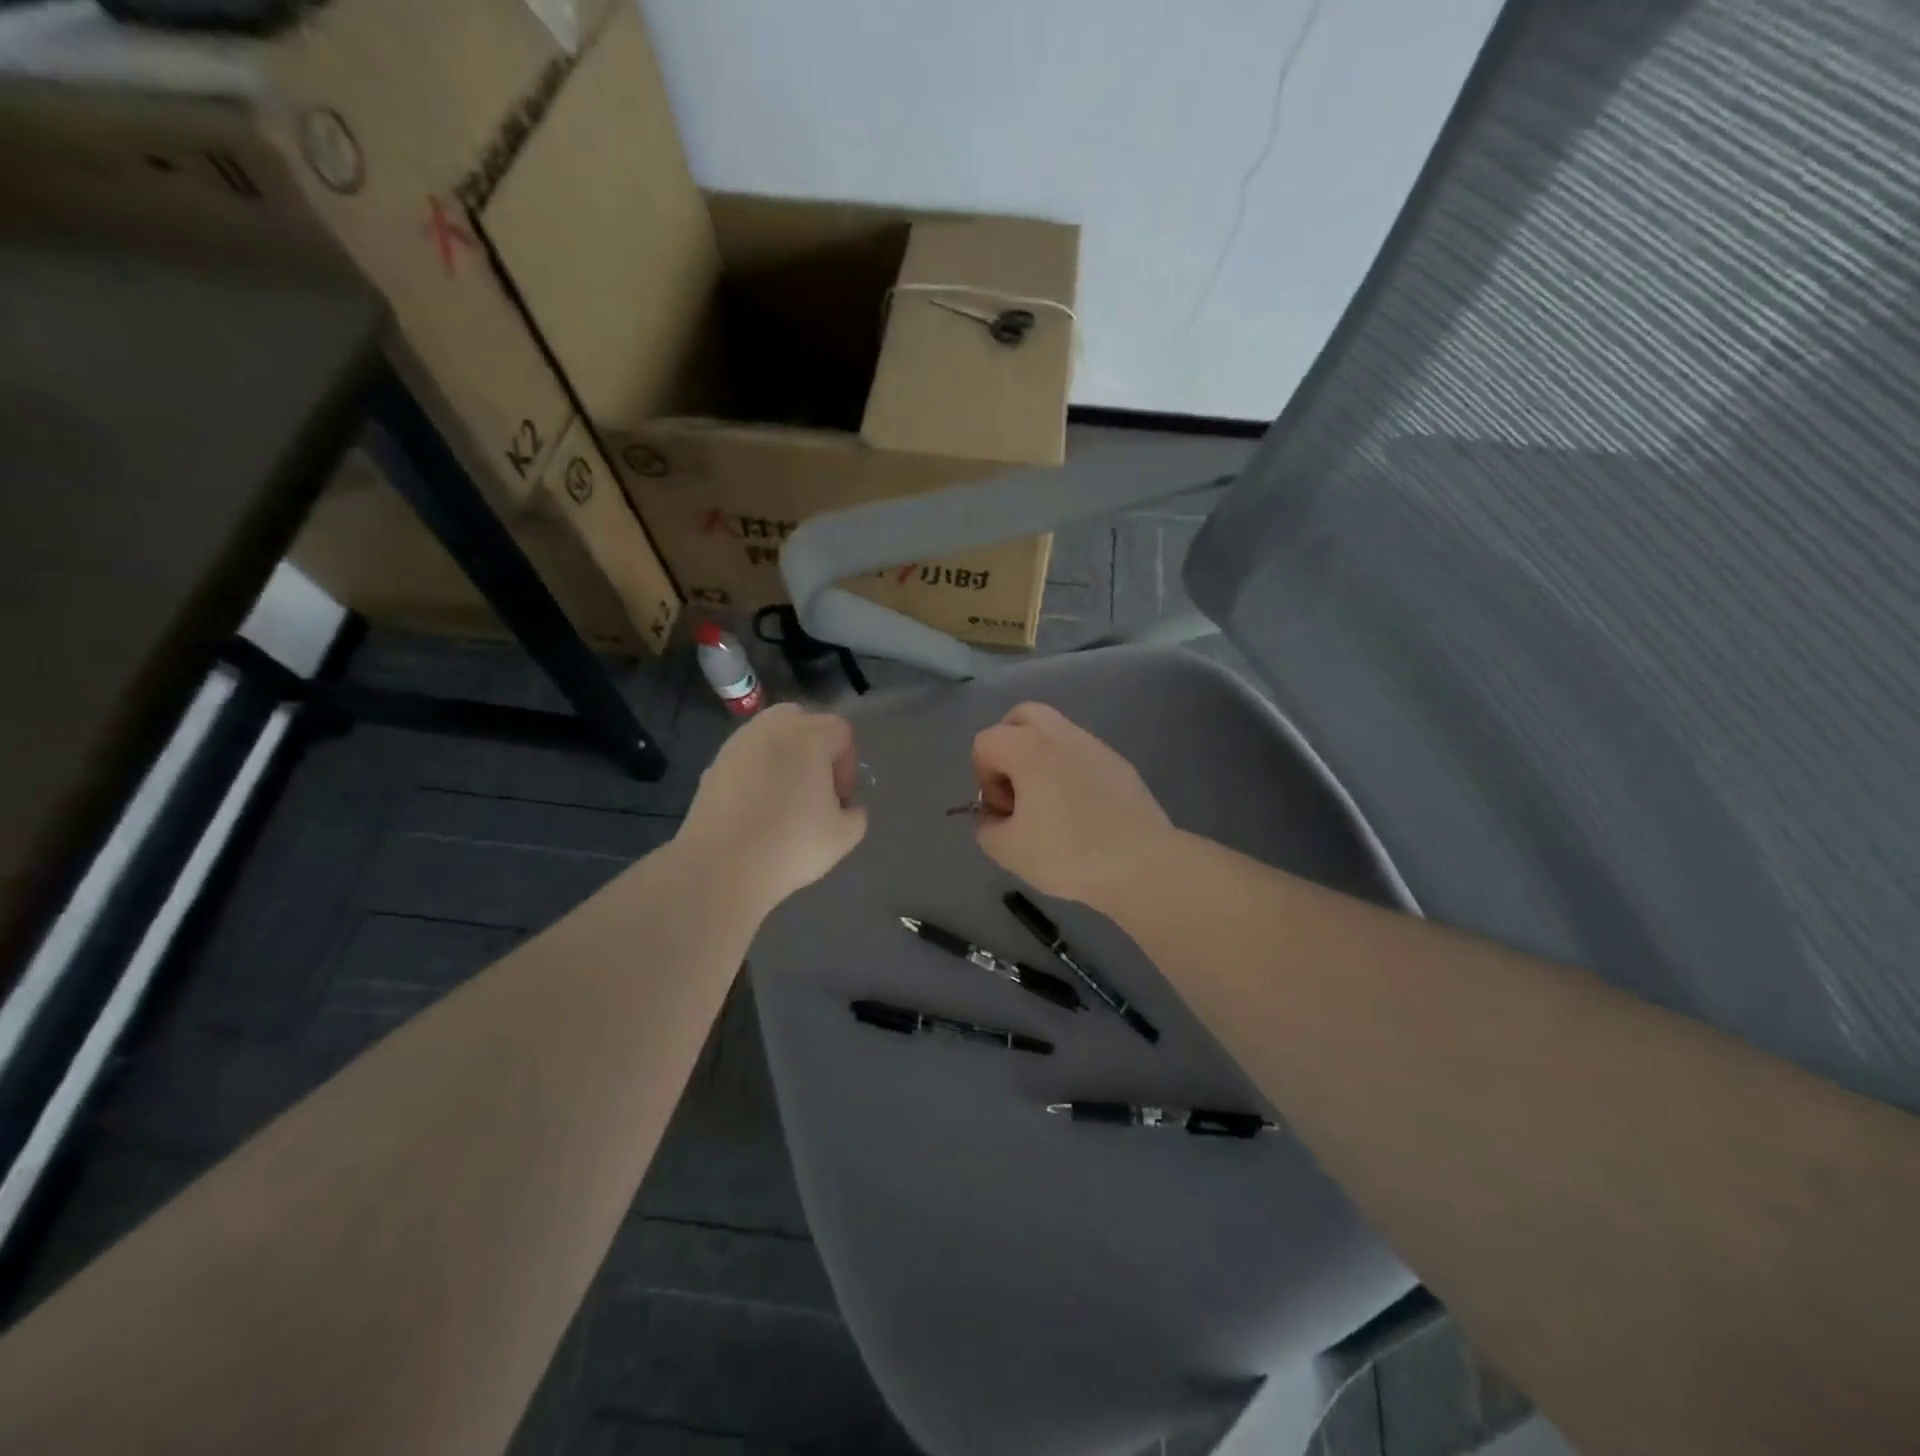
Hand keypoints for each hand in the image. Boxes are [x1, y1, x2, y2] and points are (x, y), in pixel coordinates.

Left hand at [679, 704, 867, 912]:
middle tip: (816, 788)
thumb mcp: (844, 835)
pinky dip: (757, 772)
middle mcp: (772, 728)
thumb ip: (856, 813)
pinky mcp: (713, 764)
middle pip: (803, 721)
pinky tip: (756, 808)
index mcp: (809, 736)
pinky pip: (746, 757)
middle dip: (815, 749)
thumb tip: (846, 807)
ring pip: (771, 736)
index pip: (841, 731)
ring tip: (784, 798)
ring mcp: (738, 744)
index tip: (841, 799)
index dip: (848, 765)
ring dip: (784, 758)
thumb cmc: (791, 844)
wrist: (721, 867)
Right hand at [970, 702, 1173, 907]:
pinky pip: (1082, 754)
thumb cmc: (1068, 853)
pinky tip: (1081, 811)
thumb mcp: (1008, 850)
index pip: (986, 742)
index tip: (1003, 811)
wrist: (1141, 864)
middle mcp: (1060, 735)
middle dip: (1008, 747)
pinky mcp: (1120, 763)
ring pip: (1055, 733)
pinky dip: (1070, 771)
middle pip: (1021, 717)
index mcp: (1028, 748)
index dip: (983, 777)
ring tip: (1049, 804)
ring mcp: (1095, 745)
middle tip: (1017, 789)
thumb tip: (994, 818)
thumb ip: (987, 828)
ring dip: (1041, 758)